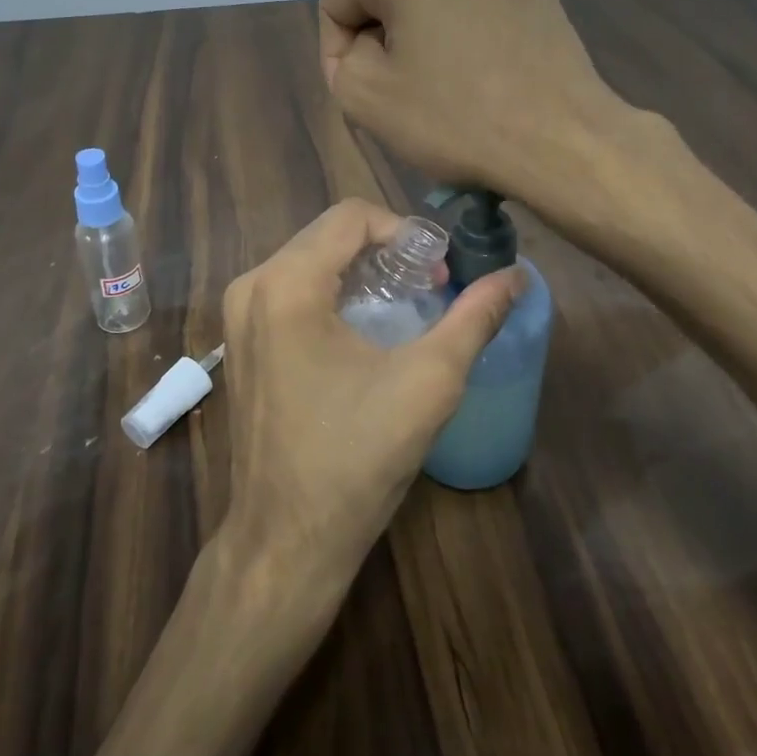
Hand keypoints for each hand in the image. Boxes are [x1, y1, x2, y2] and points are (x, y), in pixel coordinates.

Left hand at [219, 199, 522, 591]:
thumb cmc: (356, 458)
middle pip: (328, 234)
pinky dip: (333, 292)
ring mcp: (238, 316)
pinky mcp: (240, 342)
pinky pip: (290, 290)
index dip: (405, 231)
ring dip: (361, 270)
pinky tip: (365, 328)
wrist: (286, 539)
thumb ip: (475, 318)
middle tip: (431, 286)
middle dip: (385, 249)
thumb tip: (518, 275)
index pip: (352, 216)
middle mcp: (252, 286)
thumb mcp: (428, 382)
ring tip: (406, 304)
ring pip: (309, 260)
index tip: (441, 270)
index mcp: (287, 283)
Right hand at [318, 0, 627, 203]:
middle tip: (402, 96)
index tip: (361, 95)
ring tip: (448, 90)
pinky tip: (486, 81)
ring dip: (427, 41)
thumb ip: (340, 61)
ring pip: (436, 4)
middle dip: (384, 43)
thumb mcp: (364, 97)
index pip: (339, 3)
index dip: (337, 54)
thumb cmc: (454, 117)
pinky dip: (469, 41)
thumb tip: (364, 48)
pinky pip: (480, 13)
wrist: (561, 140)